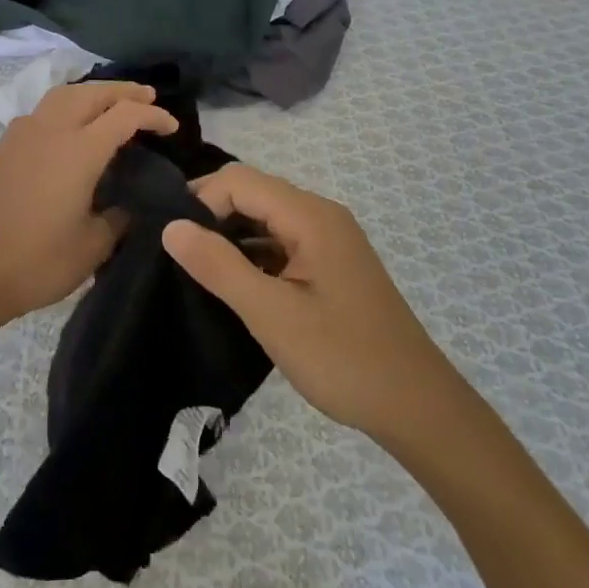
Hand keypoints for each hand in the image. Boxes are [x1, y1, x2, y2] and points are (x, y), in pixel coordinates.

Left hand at [0, 81, 177, 353]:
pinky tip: (73, 124)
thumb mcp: (93, 246)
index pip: (124, 115)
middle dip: (125, 91)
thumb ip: (120, 216)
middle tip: (149, 97)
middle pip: (93, 92)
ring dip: (94, 92)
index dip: (153, 115)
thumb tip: (133, 202)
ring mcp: (23, 133)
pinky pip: (43, 108)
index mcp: (78, 151)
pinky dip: (67, 104)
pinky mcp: (5, 145)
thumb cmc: (36, 263)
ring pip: (64, 94)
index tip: (172, 127)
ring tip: (113, 102)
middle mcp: (51, 130)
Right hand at [162, 165, 456, 445]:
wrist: (417, 407)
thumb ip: (219, 266)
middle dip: (212, 215)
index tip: (172, 240)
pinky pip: (282, 243)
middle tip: (177, 255)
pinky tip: (234, 285)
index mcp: (311, 216)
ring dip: (231, 237)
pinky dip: (254, 255)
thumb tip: (171, 226)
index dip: (201, 200)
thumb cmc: (342, 358)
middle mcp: (321, 216)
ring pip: (266, 220)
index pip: (240, 180)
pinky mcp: (331, 265)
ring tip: (196, 270)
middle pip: (254, 193)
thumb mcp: (271, 314)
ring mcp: (329, 240)